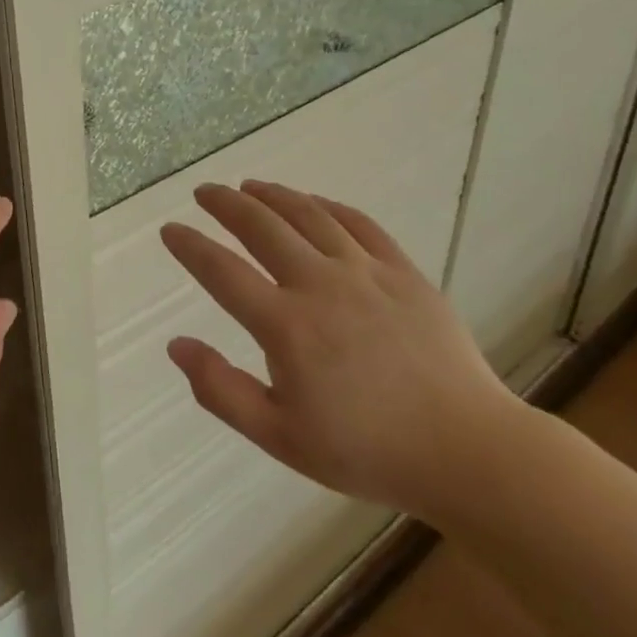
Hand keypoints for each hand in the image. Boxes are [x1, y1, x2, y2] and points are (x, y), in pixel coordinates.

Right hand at [161, 180, 519, 524]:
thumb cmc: (366, 450)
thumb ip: (221, 390)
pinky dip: (327, 205)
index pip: (221, 271)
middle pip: (261, 226)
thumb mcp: (281, 437)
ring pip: (308, 215)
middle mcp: (320, 284)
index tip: (170, 230)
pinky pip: (358, 223)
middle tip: (204, 191)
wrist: (466, 451)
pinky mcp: (402, 271)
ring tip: (250, 186)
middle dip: (225, 203)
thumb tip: (177, 345)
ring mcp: (365, 272)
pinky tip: (312, 202)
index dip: (189, 246)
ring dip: (273, 195)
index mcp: (286, 326)